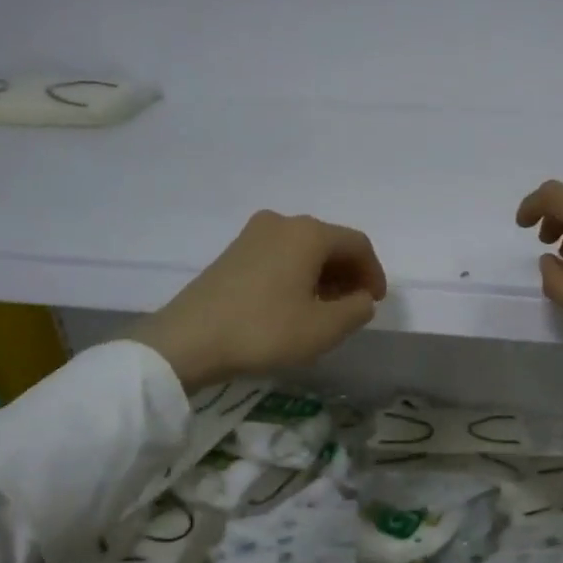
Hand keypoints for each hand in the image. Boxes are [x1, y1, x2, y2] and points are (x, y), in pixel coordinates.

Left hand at [128, 211, 386, 389]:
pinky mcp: (233, 251)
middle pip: (330, 243)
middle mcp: (282, 222)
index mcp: (308, 233)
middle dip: (348, 274)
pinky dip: (297, 275)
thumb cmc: (265, 330)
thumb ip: (357, 309)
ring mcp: (253, 234)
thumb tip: (362, 298)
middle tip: (353, 307)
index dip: (374, 273)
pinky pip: (280, 256)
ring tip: (325, 310)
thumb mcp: (324, 328)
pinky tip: (294, 304)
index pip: (357, 244)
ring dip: (323, 276)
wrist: (188, 340)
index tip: (375, 303)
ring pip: (304, 250)